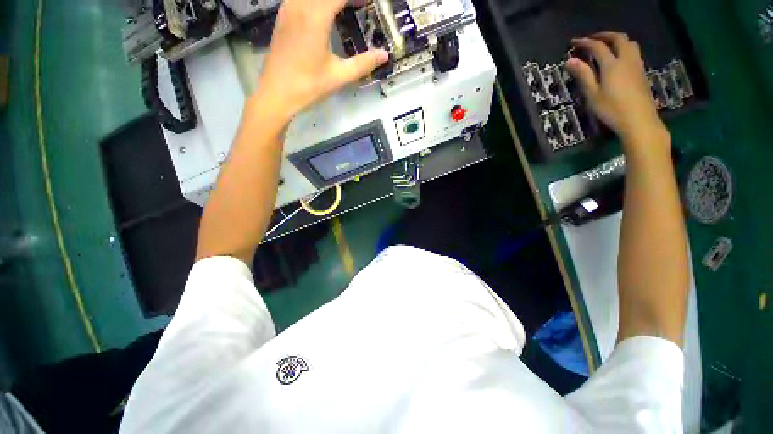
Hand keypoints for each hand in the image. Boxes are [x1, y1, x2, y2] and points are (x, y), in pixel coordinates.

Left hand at [254, 0, 387, 121]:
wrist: (277, 92)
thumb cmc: (308, 85)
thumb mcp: (339, 76)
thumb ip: (363, 64)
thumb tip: (384, 56)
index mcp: (315, 16)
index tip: (368, 4)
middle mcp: (300, 4)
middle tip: (358, 7)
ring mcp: (288, 8)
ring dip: (330, 0)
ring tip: (344, 9)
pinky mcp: (283, 15)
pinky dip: (316, 3)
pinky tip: (325, 12)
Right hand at [566, 32, 667, 146]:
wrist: (639, 120)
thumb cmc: (612, 109)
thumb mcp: (593, 95)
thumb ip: (583, 75)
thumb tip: (570, 60)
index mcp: (612, 65)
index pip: (598, 47)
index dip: (585, 42)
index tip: (574, 43)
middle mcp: (626, 60)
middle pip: (618, 38)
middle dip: (604, 35)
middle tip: (592, 39)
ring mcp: (637, 65)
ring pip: (629, 43)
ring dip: (617, 40)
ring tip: (606, 45)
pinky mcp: (642, 72)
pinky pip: (634, 52)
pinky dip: (624, 48)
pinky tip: (618, 58)